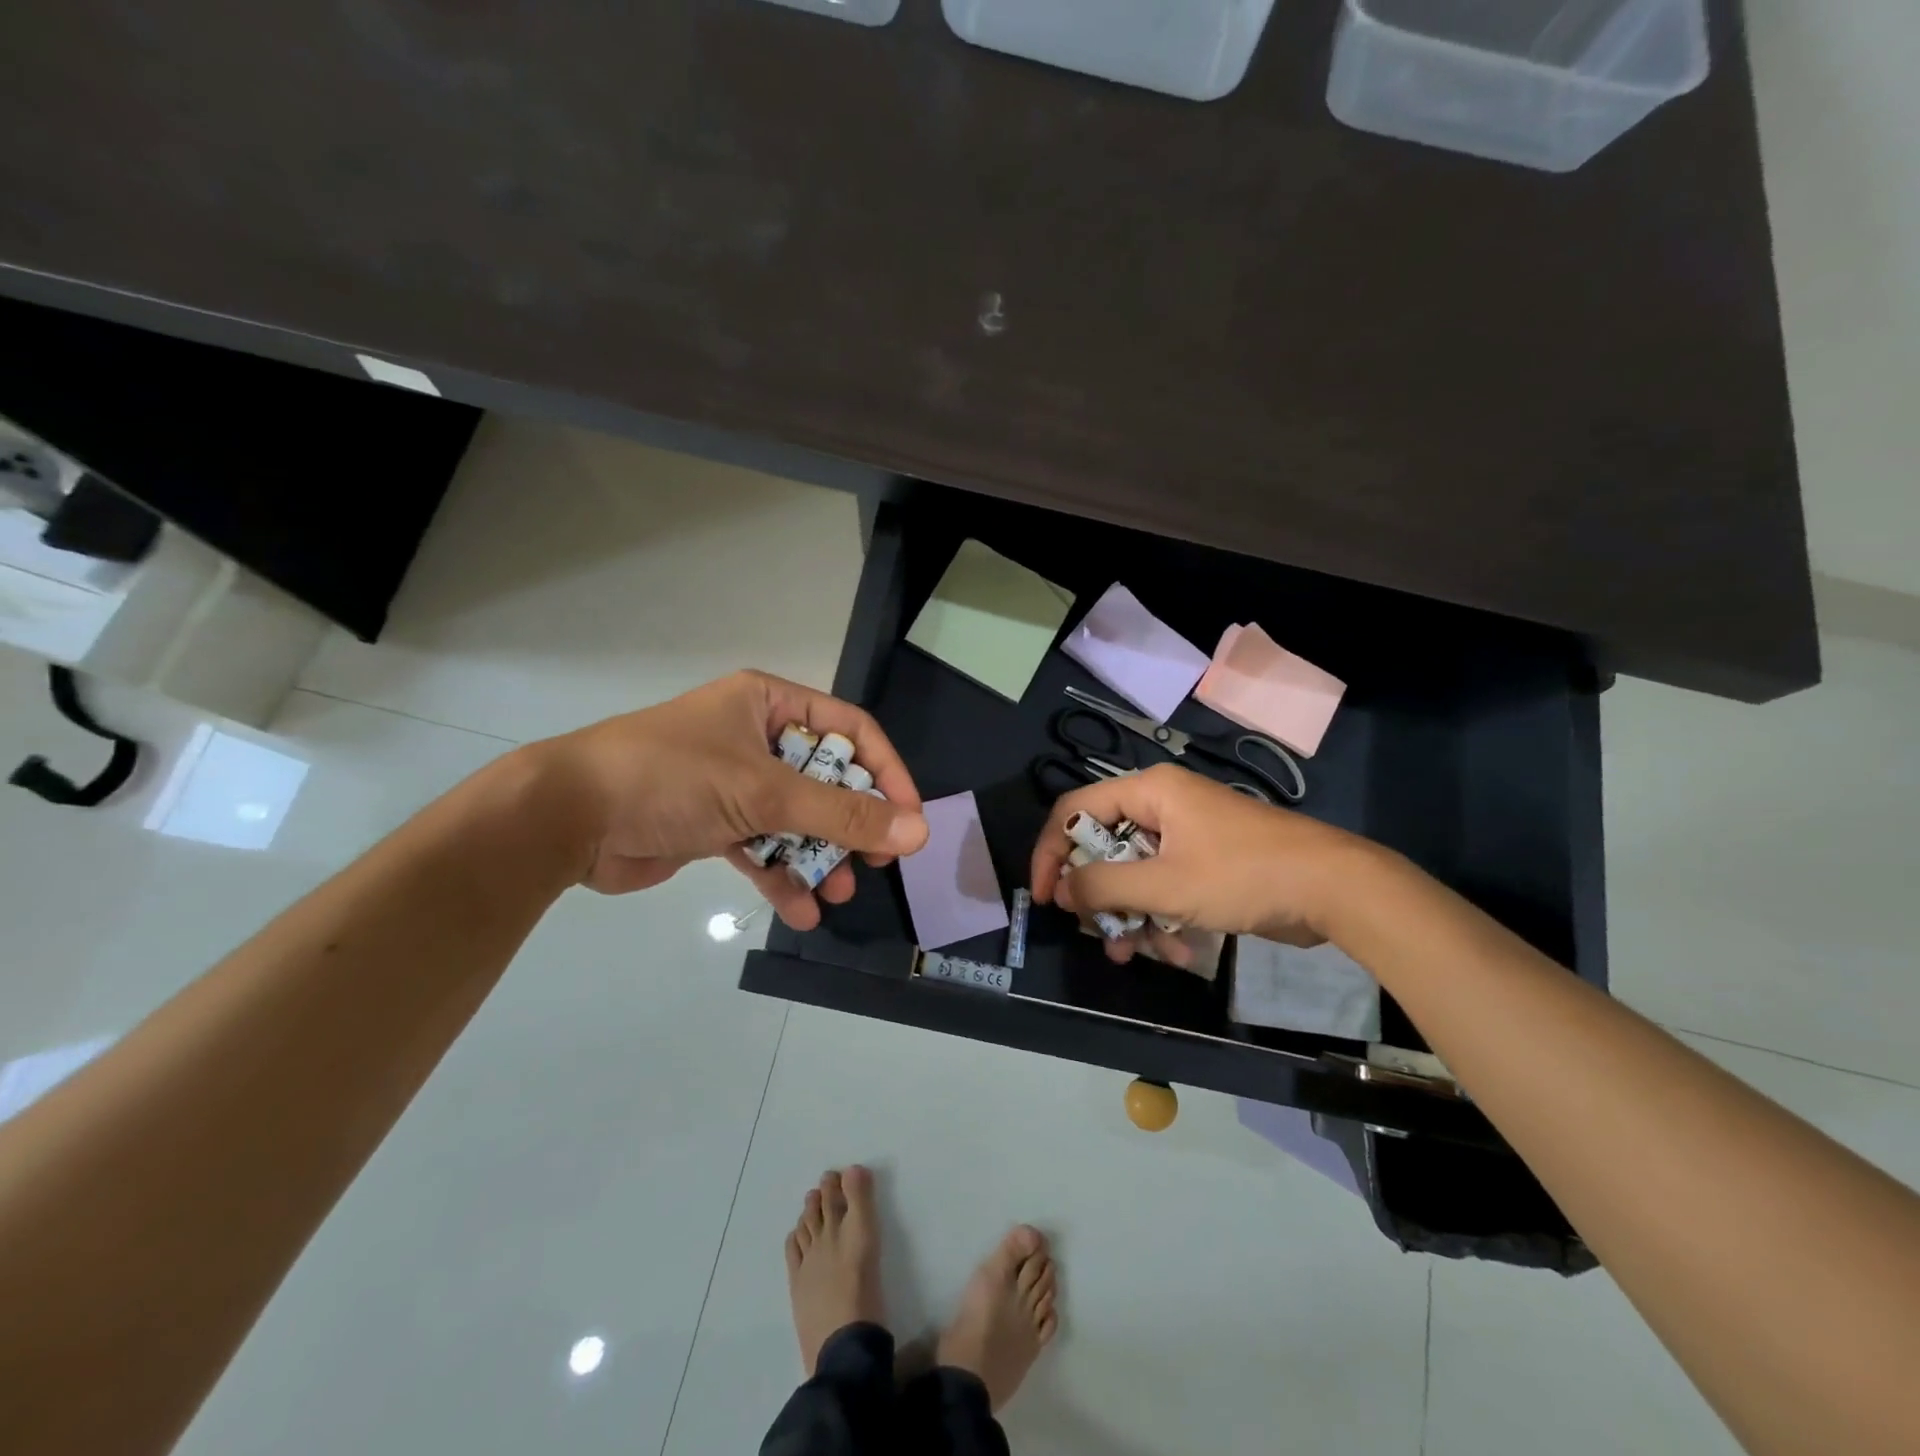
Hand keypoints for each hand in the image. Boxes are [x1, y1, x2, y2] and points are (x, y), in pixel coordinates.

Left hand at [538, 670, 926, 927]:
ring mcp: (734, 782)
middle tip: (876, 861)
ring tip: (840, 893)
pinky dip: (782, 876)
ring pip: (796, 819)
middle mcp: (755, 737)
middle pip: (825, 779)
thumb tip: (916, 830)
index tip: (908, 817)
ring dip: (820, 857)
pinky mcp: (714, 824)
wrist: (566, 819)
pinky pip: (762, 847)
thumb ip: (842, 814)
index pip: (849, 730)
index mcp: (768, 704)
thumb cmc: (672, 779)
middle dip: (850, 824)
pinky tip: (802, 911)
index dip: (885, 772)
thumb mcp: (765, 793)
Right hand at [1029, 763, 1368, 963]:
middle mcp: (1161, 806)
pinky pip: (1164, 887)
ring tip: (1132, 954)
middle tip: (1095, 932)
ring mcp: (1185, 835)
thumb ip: (1104, 886)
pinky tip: (1176, 952)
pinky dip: (1162, 919)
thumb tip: (1062, 890)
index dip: (1051, 852)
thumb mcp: (1164, 885)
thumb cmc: (1242, 875)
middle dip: (1099, 896)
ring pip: (1133, 874)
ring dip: (1130, 916)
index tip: (1046, 897)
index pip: (1074, 810)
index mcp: (1148, 792)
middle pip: (1104, 847)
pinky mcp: (1205, 863)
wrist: (1333, 889)